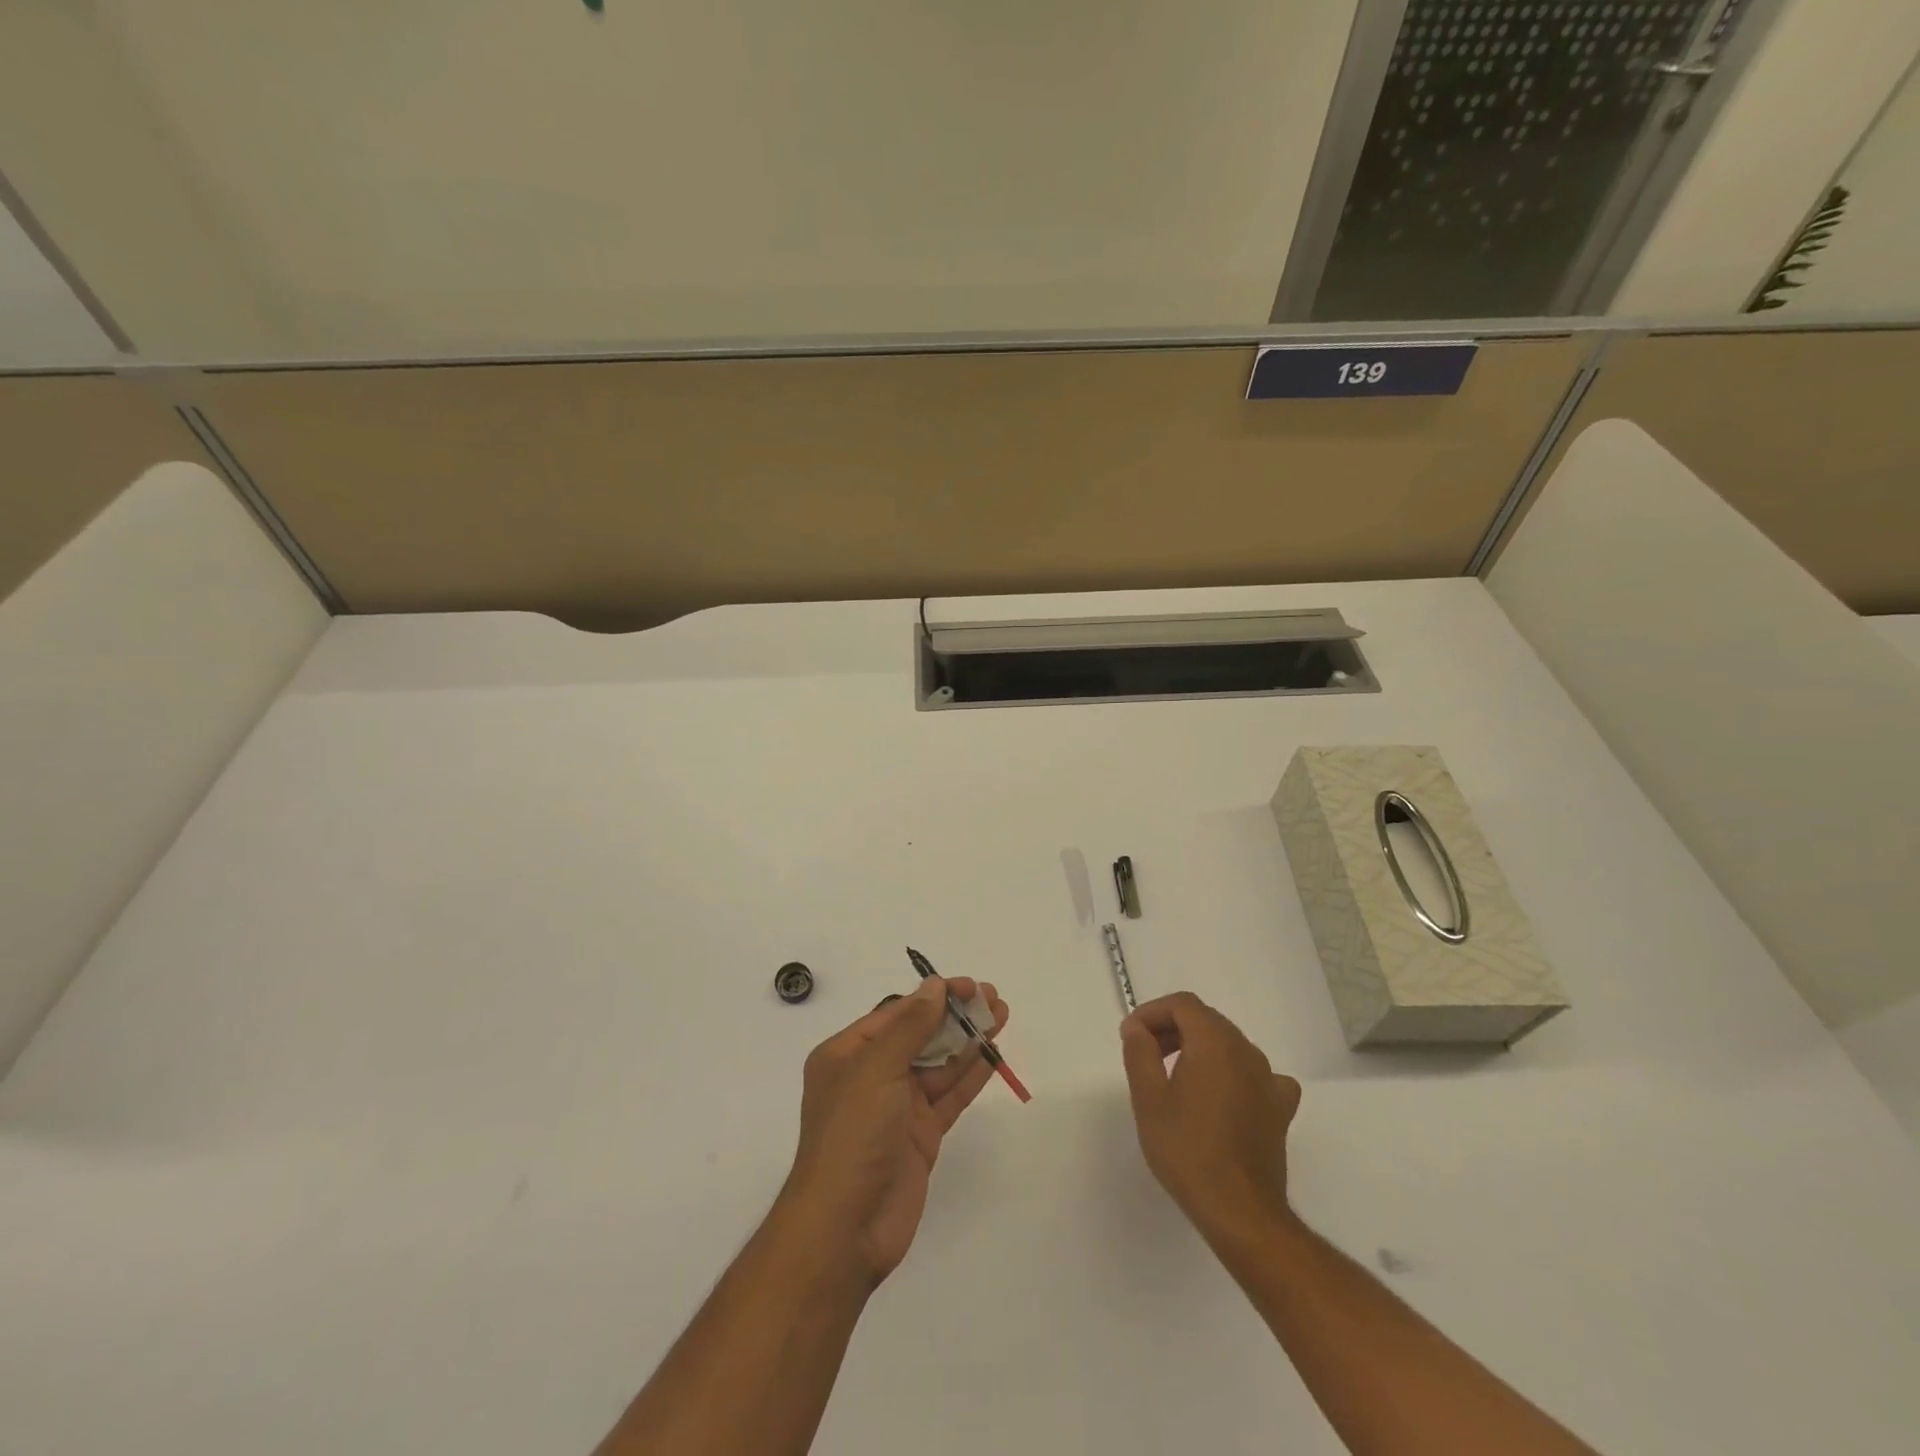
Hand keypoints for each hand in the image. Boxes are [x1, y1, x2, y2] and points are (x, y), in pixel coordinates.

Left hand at [781, 976, 1008, 1286]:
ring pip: (939, 1064)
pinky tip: (994, 1056)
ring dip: (968, 1041)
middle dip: (954, 1015)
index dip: (933, 996)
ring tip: (1001, 1016)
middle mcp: (871, 1076)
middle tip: (993, 998)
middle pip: (919, 1035)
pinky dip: (971, 1075)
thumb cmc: (852, 1135)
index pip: (895, 1014)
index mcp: (847, 1055)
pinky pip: (949, 1096)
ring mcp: (897, 1107)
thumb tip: (934, 986)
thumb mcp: (876, 1069)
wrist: (846, 1228)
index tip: (968, 986)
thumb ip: (910, 1026)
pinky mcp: (920, 1135)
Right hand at [1120, 992, 1300, 1236]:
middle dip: (1172, 1028)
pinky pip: (1256, 1074)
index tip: (1131, 1036)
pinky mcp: (1279, 1108)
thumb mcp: (1149, 1098)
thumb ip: (1140, 1052)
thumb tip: (1137, 1027)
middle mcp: (1246, 1050)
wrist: (1240, 1211)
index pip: (1182, 1004)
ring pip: (1229, 1044)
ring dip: (1199, 1048)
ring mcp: (1268, 1079)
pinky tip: (1223, 1094)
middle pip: (1206, 1020)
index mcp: (1214, 1041)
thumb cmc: (1187, 1150)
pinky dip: (1233, 1072)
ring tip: (1174, 1076)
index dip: (1152, 1012)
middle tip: (1145, 1053)